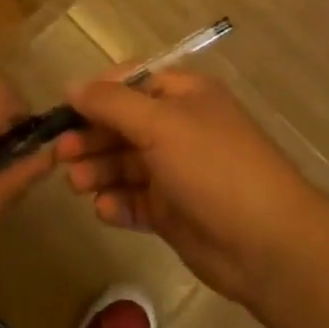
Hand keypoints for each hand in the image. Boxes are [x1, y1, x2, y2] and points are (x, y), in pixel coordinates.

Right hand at [55, 69, 324, 305]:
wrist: (268, 245)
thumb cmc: (213, 167)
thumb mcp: (160, 124)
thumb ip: (112, 103)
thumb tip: (72, 86)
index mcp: (184, 95)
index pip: (132, 83)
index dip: (98, 94)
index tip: (66, 110)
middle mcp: (179, 128)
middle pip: (122, 125)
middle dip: (91, 137)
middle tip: (60, 154)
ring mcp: (177, 172)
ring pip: (125, 164)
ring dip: (98, 170)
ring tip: (76, 184)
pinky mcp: (174, 212)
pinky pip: (136, 200)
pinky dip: (118, 203)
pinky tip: (105, 209)